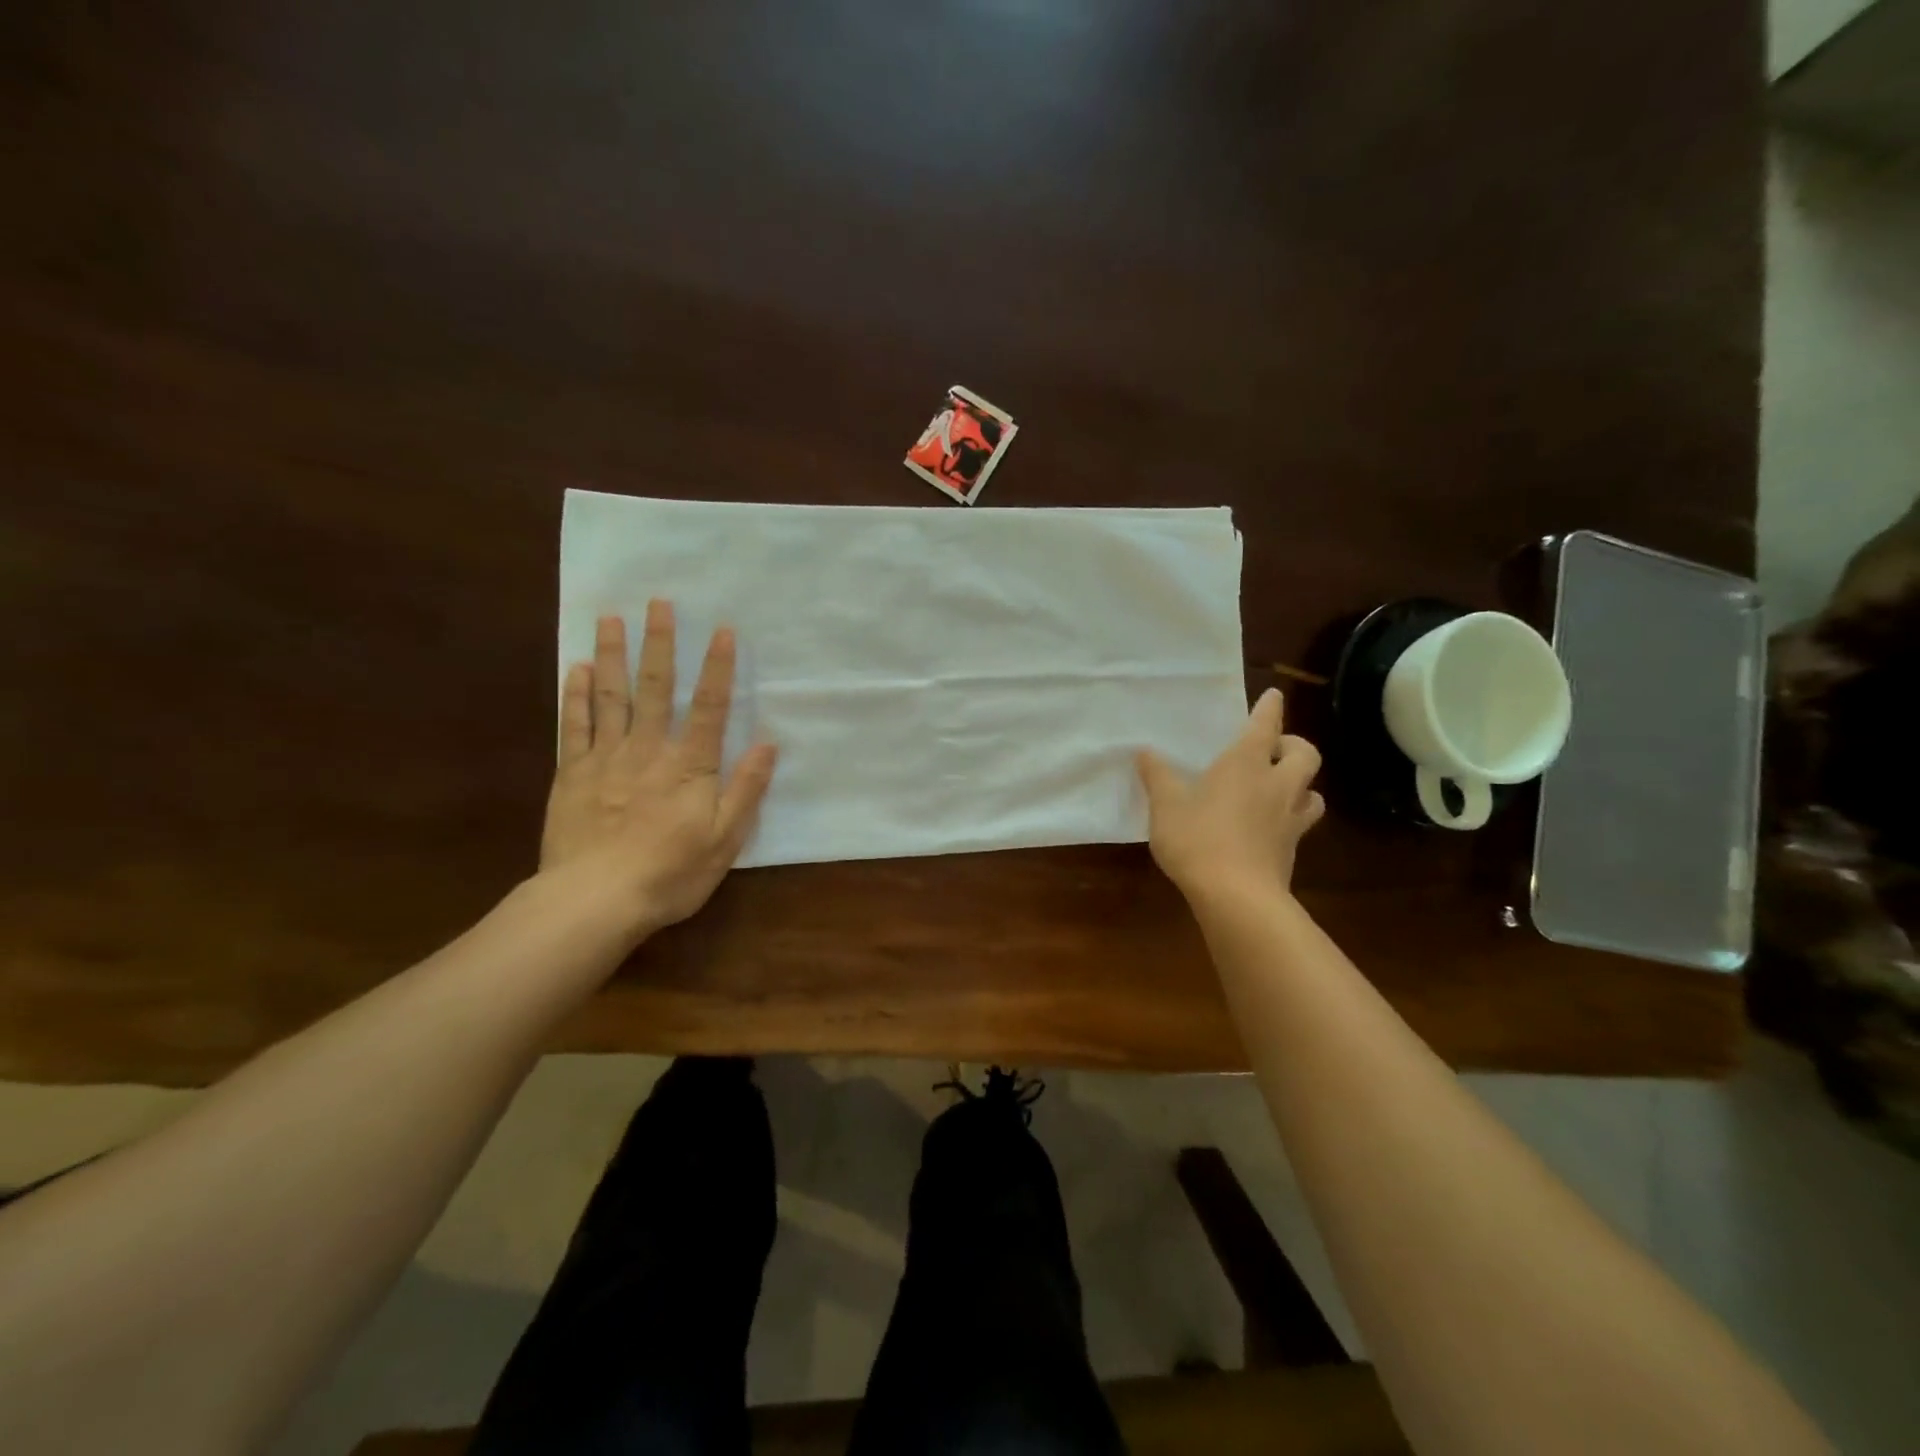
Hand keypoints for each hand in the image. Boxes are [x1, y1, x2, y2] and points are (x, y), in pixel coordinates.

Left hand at [540, 601, 777, 937]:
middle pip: (657, 688)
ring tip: (610, 617)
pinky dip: (575, 695)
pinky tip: (576, 669)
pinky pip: (574, 725)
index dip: (719, 667)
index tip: (723, 629)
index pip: (710, 707)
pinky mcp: (572, 773)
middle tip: (659, 603)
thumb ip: (746, 789)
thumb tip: (769, 744)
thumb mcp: (725, 839)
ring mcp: (606, 758)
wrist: (595, 900)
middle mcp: (649, 750)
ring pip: (611, 696)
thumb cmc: (670, 873)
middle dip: (660, 644)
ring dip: (613, 654)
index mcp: (690, 766)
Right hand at [1136, 688, 1324, 904]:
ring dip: (1301, 785)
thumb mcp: (1165, 806)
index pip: (1265, 726)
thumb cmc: (1198, 839)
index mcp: (1245, 764)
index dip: (1270, 708)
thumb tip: (1144, 751)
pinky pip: (1300, 824)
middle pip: (1305, 755)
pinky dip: (1290, 819)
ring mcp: (1289, 819)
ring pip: (1313, 792)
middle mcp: (1276, 785)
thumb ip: (1157, 776)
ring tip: (1279, 790)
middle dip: (1294, 746)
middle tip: (1274, 751)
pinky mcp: (1292, 850)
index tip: (1274, 695)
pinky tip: (1270, 828)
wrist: (1237, 896)